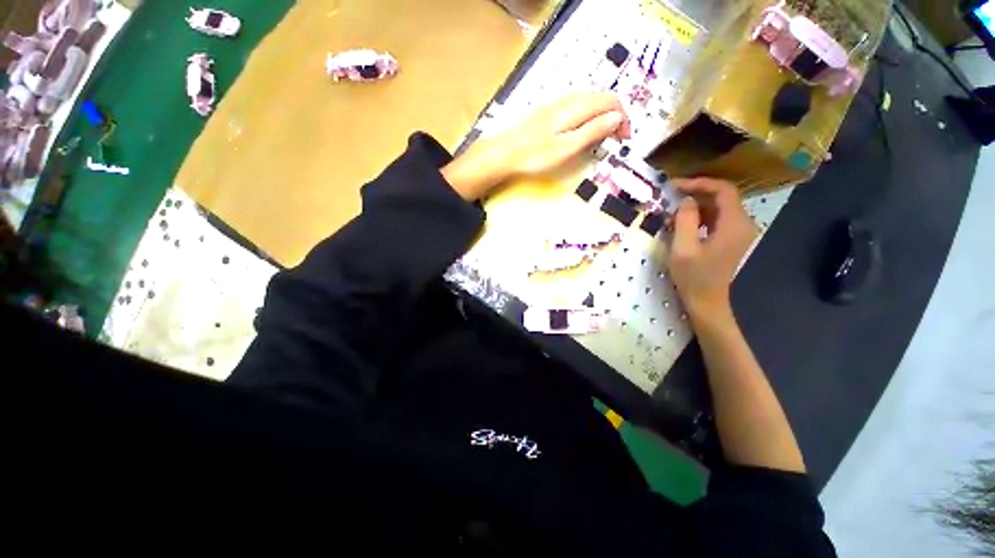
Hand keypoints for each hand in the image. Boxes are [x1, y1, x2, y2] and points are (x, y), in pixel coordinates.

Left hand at [442, 93, 629, 200]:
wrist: (505, 153)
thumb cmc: (536, 155)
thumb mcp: (567, 147)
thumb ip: (592, 131)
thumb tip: (617, 117)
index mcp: (576, 107)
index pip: (610, 102)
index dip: (623, 118)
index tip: (624, 139)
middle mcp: (569, 99)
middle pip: (601, 98)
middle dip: (614, 116)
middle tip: (616, 139)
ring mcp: (557, 103)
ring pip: (589, 101)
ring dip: (601, 116)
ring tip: (602, 137)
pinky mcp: (549, 111)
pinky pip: (577, 106)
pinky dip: (588, 116)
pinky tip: (583, 131)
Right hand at [667, 178, 758, 317]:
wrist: (706, 301)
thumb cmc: (693, 277)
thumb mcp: (683, 248)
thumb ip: (684, 220)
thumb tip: (685, 200)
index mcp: (734, 224)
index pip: (723, 190)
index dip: (699, 183)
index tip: (675, 186)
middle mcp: (742, 224)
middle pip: (722, 196)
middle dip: (695, 193)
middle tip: (669, 197)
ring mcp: (738, 232)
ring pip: (718, 207)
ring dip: (695, 205)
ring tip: (672, 210)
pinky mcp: (730, 239)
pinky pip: (716, 218)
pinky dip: (699, 216)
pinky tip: (682, 223)